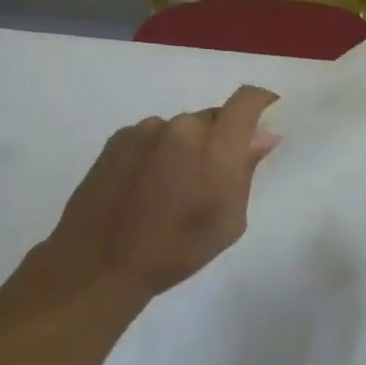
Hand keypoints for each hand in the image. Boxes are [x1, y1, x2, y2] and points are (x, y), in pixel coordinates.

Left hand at [19, 86, 280, 304]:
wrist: (99, 263)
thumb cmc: (176, 250)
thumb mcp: (228, 221)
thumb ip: (246, 171)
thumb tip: (262, 136)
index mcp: (215, 147)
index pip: (246, 102)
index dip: (261, 102)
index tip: (266, 114)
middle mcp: (182, 127)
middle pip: (213, 118)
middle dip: (221, 138)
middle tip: (213, 176)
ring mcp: (146, 130)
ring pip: (181, 129)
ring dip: (187, 147)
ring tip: (173, 188)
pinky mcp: (118, 139)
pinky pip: (153, 137)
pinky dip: (159, 152)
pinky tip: (146, 186)